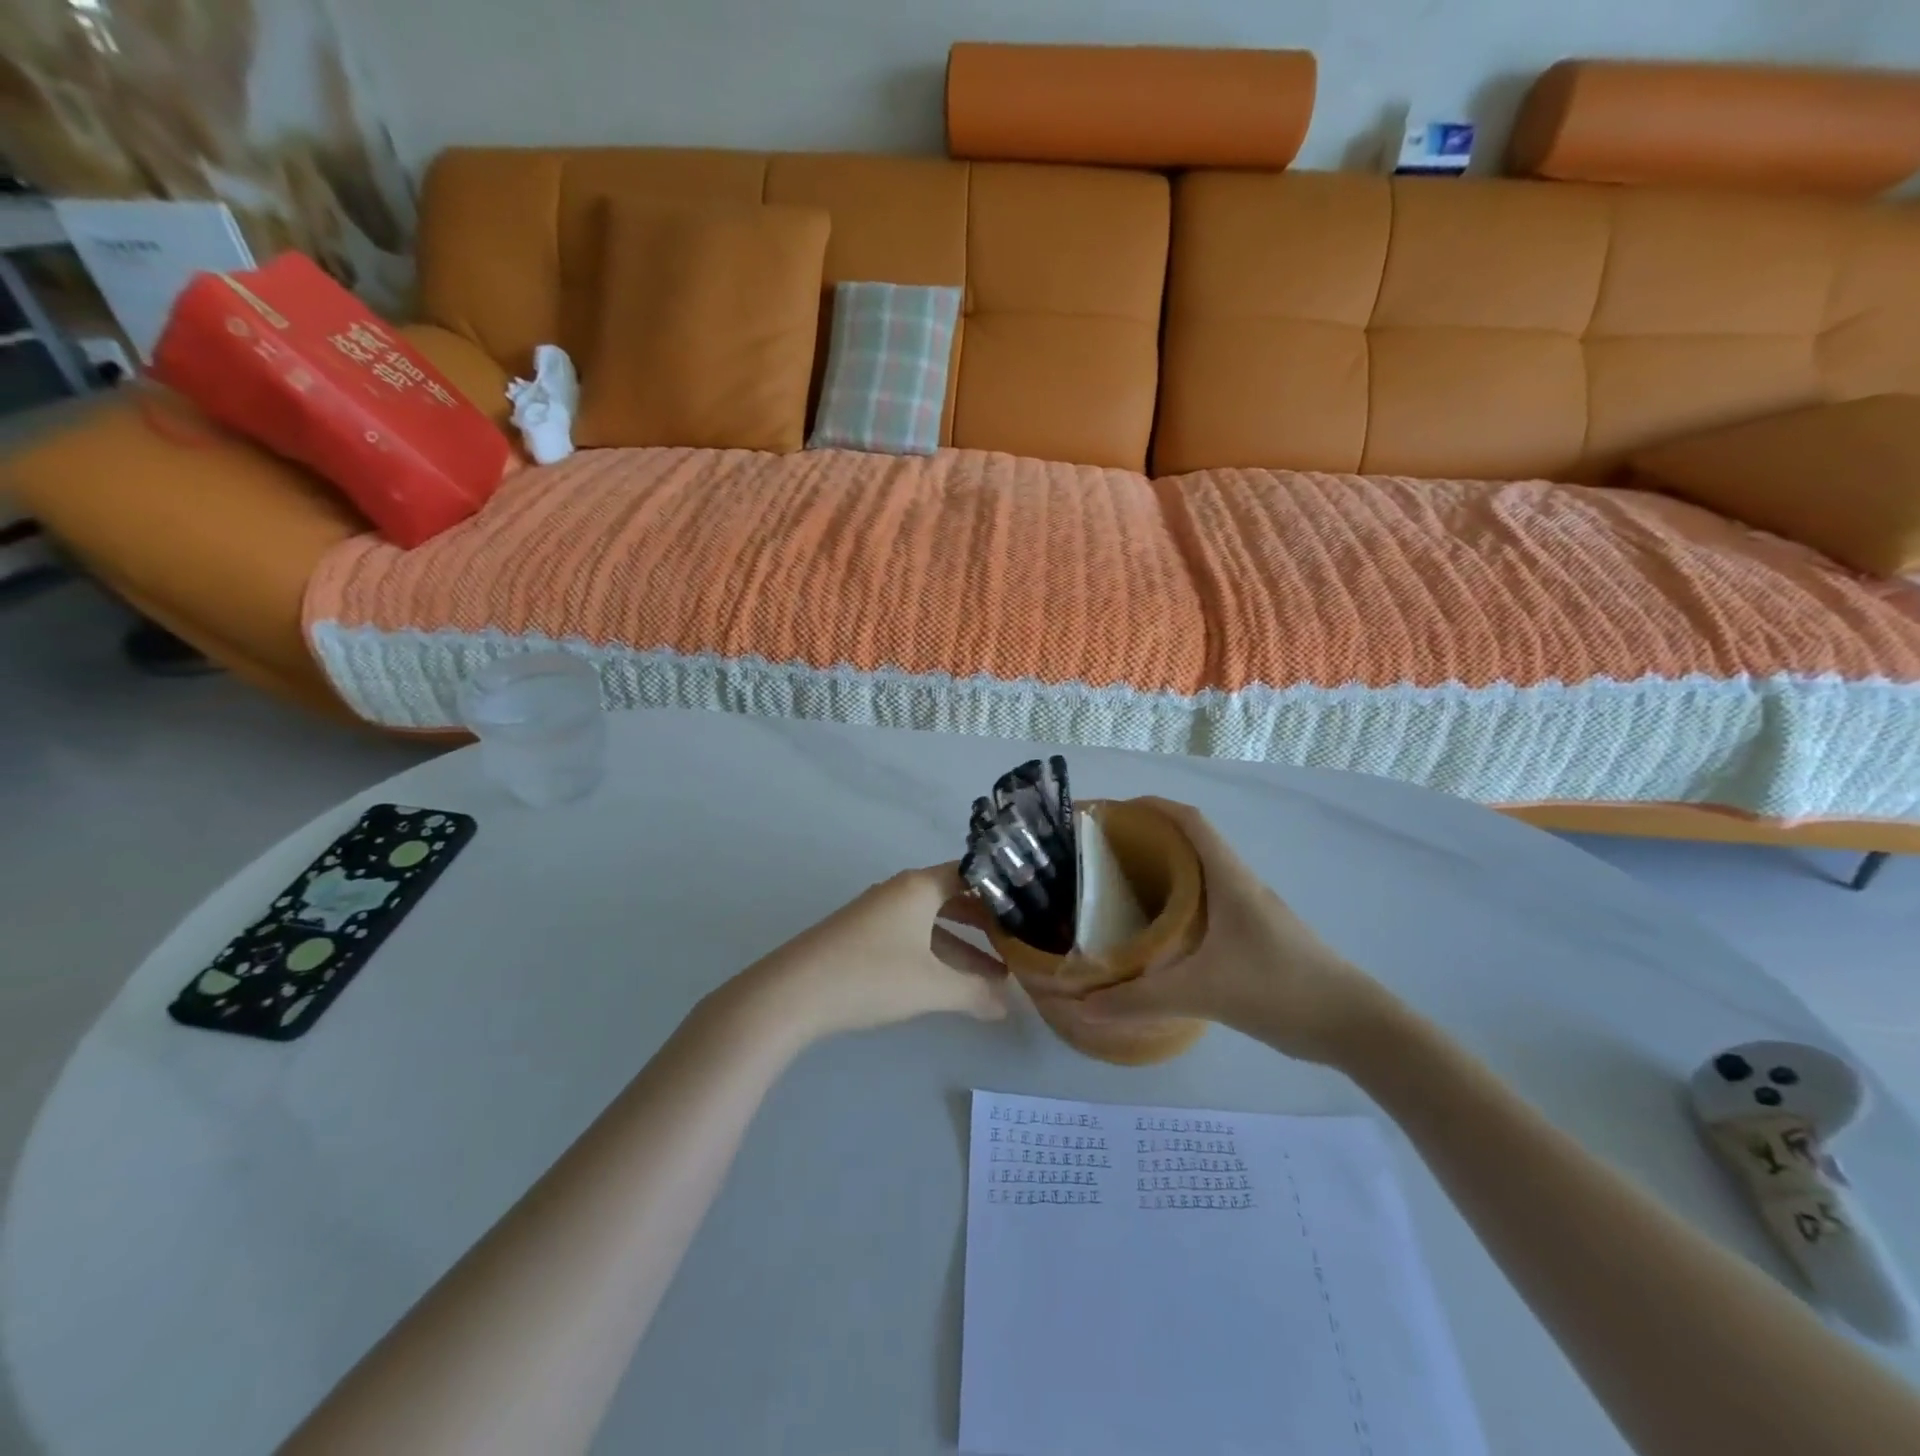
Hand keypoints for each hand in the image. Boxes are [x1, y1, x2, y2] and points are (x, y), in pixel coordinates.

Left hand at [738, 865, 1009, 1041]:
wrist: (792, 993)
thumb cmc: (870, 976)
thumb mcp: (931, 987)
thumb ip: (975, 992)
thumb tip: (1009, 1004)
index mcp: (919, 887)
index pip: (972, 874)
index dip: (1002, 891)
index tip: (1031, 909)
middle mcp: (901, 891)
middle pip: (954, 899)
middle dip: (987, 925)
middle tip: (1021, 944)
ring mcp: (879, 913)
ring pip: (934, 924)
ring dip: (963, 947)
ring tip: (997, 976)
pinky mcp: (864, 937)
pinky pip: (913, 937)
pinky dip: (937, 955)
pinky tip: (953, 984)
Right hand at [1050, 799, 1386, 1064]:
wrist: (1354, 1025)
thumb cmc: (1280, 989)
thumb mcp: (1203, 992)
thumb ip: (1141, 999)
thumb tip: (1083, 1006)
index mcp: (1230, 878)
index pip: (1190, 821)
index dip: (1152, 806)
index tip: (1113, 811)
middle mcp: (1240, 885)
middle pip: (1191, 843)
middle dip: (1148, 839)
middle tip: (1103, 855)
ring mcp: (1250, 912)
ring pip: (1200, 876)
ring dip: (1164, 872)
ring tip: (1121, 889)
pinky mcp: (1255, 937)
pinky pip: (1208, 905)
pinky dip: (1179, 904)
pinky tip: (1159, 933)